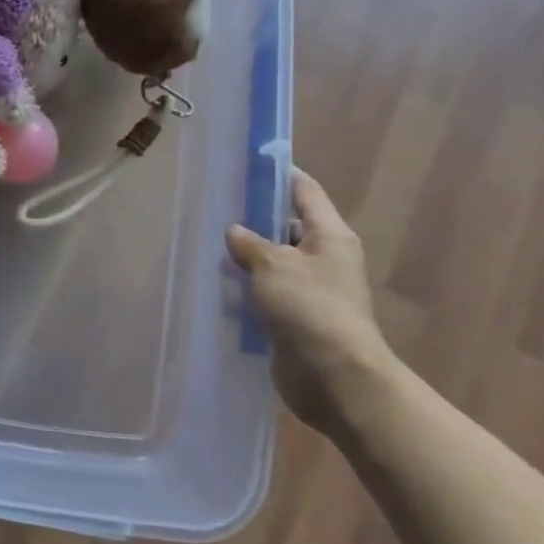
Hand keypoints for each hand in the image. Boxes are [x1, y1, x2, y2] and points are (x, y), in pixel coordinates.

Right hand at [227, 168, 398, 432]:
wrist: (335, 379)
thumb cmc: (309, 308)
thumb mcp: (273, 265)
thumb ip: (250, 243)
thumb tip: (236, 232)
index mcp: (330, 235)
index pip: (304, 190)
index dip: (279, 174)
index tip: (248, 164)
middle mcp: (325, 258)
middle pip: (288, 227)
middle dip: (254, 220)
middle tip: (216, 210)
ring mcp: (313, 291)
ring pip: (275, 264)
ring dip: (247, 260)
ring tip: (209, 249)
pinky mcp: (298, 320)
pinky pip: (269, 296)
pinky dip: (248, 293)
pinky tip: (219, 290)